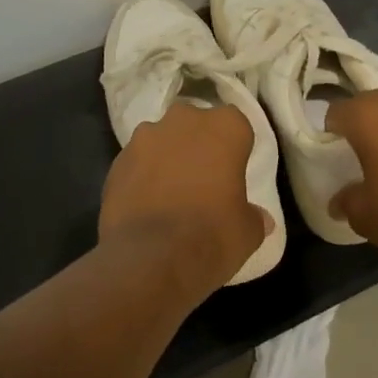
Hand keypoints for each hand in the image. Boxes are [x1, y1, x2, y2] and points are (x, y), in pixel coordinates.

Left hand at [100, 102, 269, 291]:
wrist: (150, 258)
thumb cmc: (212, 234)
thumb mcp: (248, 231)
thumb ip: (254, 216)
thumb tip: (260, 219)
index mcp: (224, 127)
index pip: (236, 126)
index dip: (234, 149)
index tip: (233, 173)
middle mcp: (183, 120)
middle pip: (195, 125)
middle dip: (198, 145)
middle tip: (203, 180)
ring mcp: (145, 137)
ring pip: (162, 140)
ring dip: (167, 158)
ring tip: (170, 195)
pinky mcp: (117, 160)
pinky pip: (137, 163)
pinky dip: (142, 177)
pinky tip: (146, 205)